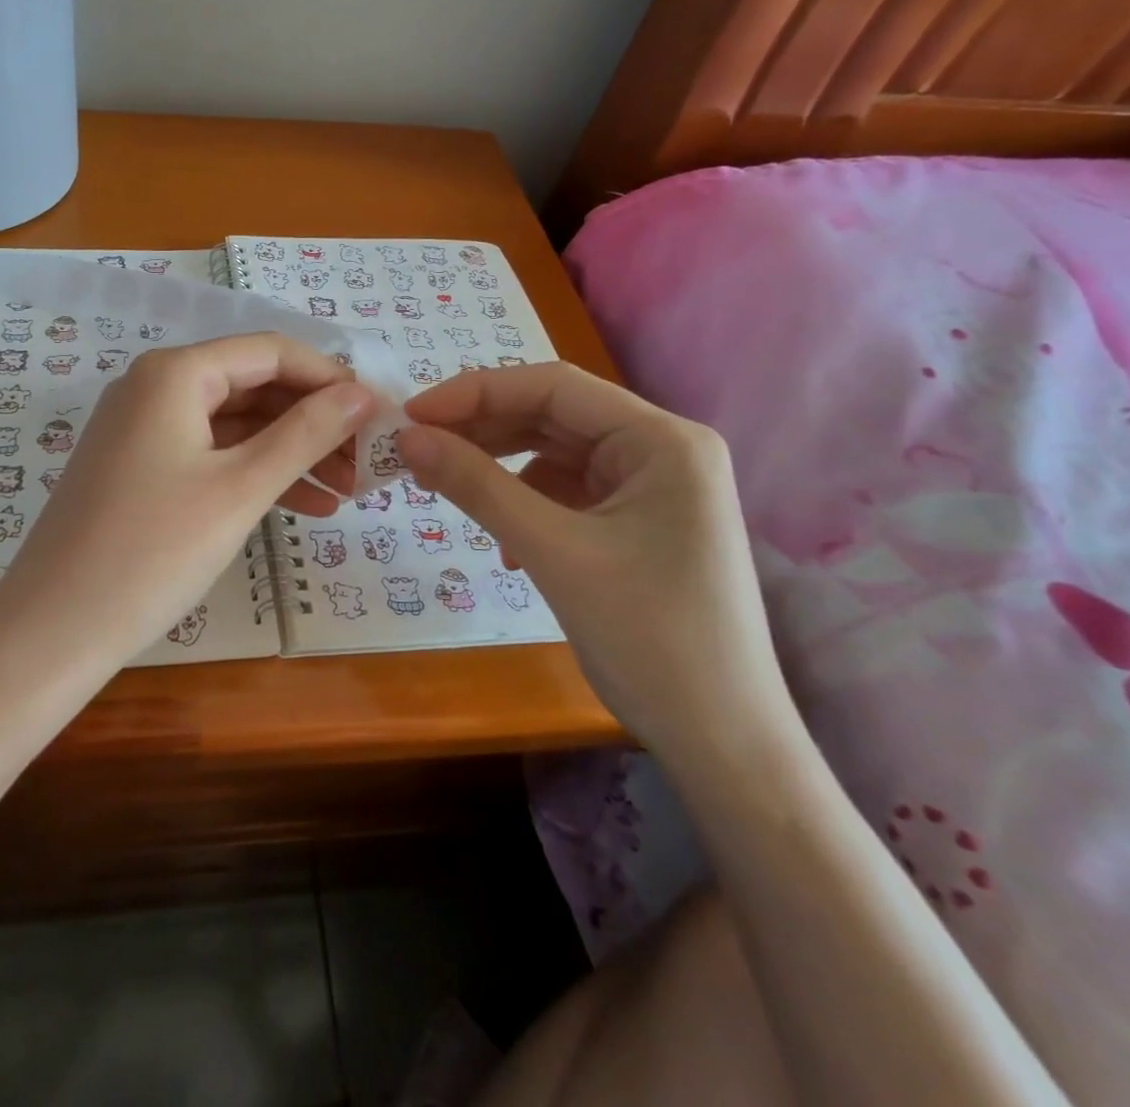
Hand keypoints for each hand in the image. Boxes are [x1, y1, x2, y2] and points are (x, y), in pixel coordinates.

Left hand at [0, 334, 375, 665]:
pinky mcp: (140, 468)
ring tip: (345, 493)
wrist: (54, 630)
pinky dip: (254, 474)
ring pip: (236, 425)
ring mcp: (143, 428)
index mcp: (175, 373)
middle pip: (254, 386)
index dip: (329, 379)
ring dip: (291, 453)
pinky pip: (211, 454)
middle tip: (365, 465)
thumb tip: (363, 395)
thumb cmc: (153, 551)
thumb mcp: (240, 488)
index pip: (271, 352)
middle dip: (314, 422)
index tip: (377, 417)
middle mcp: (155, 386)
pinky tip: (303, 507)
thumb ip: (305, 434)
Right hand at [397, 363, 786, 758]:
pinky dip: (526, 505)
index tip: (412, 415)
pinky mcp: (640, 524)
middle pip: (555, 417)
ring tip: (448, 489)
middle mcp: (664, 450)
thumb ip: (477, 486)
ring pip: (557, 454)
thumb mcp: (552, 552)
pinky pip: (568, 493)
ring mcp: (654, 488)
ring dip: (500, 469)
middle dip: (484, 430)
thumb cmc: (649, 638)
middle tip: (418, 449)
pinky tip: (507, 546)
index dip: (476, 393)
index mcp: (663, 440)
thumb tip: (407, 438)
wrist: (722, 743)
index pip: (554, 387)